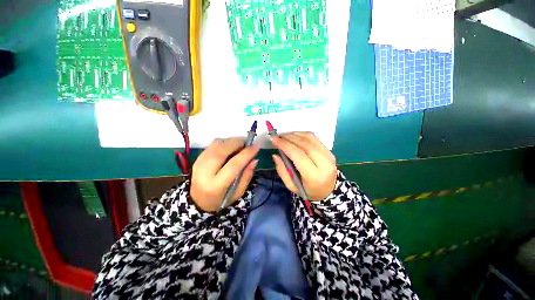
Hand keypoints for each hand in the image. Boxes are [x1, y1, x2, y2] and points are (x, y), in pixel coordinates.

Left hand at [190, 137, 258, 211]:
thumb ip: (247, 175)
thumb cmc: (221, 199)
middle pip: (222, 149)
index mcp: (216, 185)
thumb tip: (255, 159)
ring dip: (231, 142)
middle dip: (238, 143)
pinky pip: (213, 144)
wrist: (198, 201)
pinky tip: (230, 148)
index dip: (246, 153)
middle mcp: (205, 171)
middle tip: (247, 145)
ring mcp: (199, 162)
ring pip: (217, 143)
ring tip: (239, 147)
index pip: (233, 164)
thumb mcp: (238, 192)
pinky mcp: (198, 157)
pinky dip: (224, 143)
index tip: (257, 146)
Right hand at [271, 132, 336, 200]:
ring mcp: (329, 155)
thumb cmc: (307, 190)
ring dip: (295, 134)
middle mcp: (324, 163)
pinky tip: (293, 136)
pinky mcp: (329, 151)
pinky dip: (302, 134)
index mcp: (314, 176)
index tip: (274, 140)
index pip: (299, 155)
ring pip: (310, 138)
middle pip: (304, 144)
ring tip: (283, 136)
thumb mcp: (291, 186)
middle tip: (277, 137)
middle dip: (288, 138)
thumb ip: (282, 170)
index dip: (285, 145)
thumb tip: (275, 155)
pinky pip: (314, 138)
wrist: (328, 191)